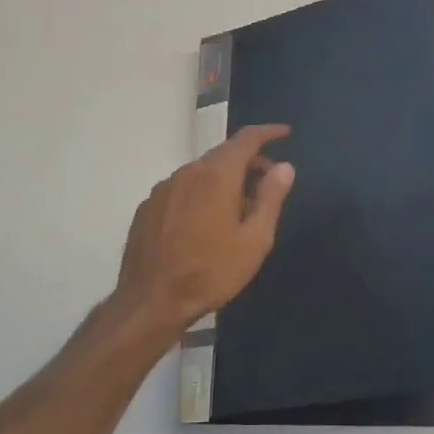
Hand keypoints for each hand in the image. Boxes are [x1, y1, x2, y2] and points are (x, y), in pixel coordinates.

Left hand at [112, 125, 295, 336]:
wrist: (151, 301)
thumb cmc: (211, 272)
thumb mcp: (254, 240)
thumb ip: (270, 198)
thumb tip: (284, 166)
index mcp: (216, 175)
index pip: (245, 139)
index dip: (268, 132)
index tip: (285, 133)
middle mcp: (187, 172)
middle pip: (223, 155)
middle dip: (249, 162)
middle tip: (268, 184)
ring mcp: (163, 189)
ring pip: (201, 173)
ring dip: (224, 180)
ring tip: (238, 211)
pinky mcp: (148, 207)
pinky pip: (182, 189)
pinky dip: (200, 194)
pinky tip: (205, 224)